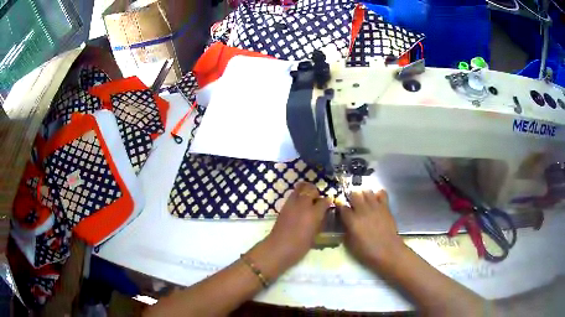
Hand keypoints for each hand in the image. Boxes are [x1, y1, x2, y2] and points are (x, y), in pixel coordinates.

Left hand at [264, 182, 331, 266]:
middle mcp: (303, 205)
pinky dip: (297, 196)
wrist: (278, 248)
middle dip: (316, 193)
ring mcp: (292, 204)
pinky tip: (299, 205)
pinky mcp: (283, 206)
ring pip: (300, 188)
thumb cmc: (299, 247)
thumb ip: (320, 222)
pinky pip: (292, 195)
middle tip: (317, 200)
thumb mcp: (315, 236)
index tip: (329, 205)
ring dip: (305, 191)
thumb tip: (324, 215)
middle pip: (311, 189)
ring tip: (308, 199)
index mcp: (314, 213)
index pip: (324, 201)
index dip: (328, 202)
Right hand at [338, 190, 405, 269]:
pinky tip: (375, 200)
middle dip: (350, 196)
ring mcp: (375, 207)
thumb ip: (346, 230)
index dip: (339, 206)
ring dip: (363, 194)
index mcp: (352, 220)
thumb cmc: (367, 251)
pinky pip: (381, 193)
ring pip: (367, 190)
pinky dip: (377, 194)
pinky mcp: (385, 207)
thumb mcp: (350, 244)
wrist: (388, 251)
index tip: (339, 207)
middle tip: (351, 202)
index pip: (342, 206)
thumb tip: (345, 222)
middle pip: (354, 193)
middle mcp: (363, 210)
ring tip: (363, 200)